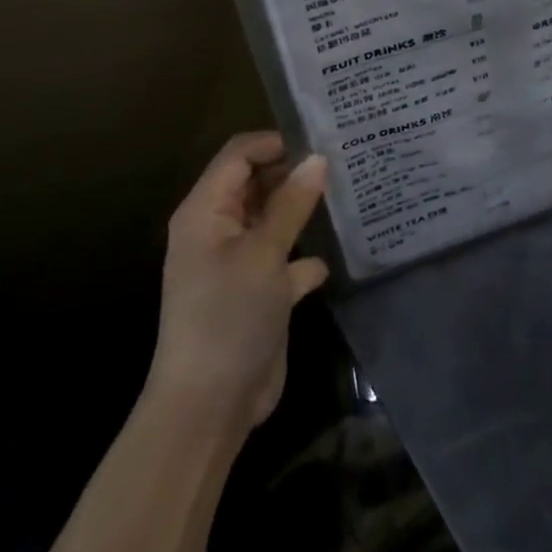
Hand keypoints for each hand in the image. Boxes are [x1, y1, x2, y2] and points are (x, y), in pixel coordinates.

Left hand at [146, 131, 329, 435]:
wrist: (209, 408)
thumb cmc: (228, 317)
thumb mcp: (263, 254)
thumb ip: (291, 203)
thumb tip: (318, 158)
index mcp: (206, 211)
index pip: (239, 155)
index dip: (275, 143)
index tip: (320, 143)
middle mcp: (218, 229)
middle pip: (256, 183)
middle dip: (294, 174)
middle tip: (341, 163)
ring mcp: (237, 262)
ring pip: (272, 219)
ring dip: (302, 211)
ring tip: (346, 194)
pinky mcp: (256, 292)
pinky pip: (283, 258)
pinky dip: (304, 255)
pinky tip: (334, 255)